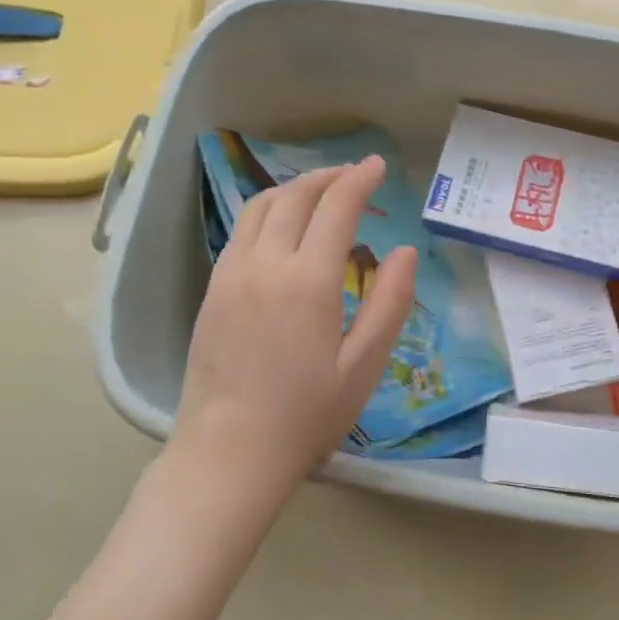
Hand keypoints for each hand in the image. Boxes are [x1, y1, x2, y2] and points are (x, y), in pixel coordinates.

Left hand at [170, 158, 417, 511]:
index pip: (336, 208)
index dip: (360, 180)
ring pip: (261, 207)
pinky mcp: (212, 289)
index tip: (378, 166)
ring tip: (320, 192)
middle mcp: (265, 264)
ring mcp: (231, 274)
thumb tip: (405, 251)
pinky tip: (283, 228)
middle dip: (328, 177)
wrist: (228, 453)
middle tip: (354, 176)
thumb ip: (389, 303)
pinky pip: (242, 231)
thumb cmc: (305, 416)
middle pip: (296, 197)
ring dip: (294, 189)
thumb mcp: (364, 366)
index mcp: (309, 281)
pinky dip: (268, 211)